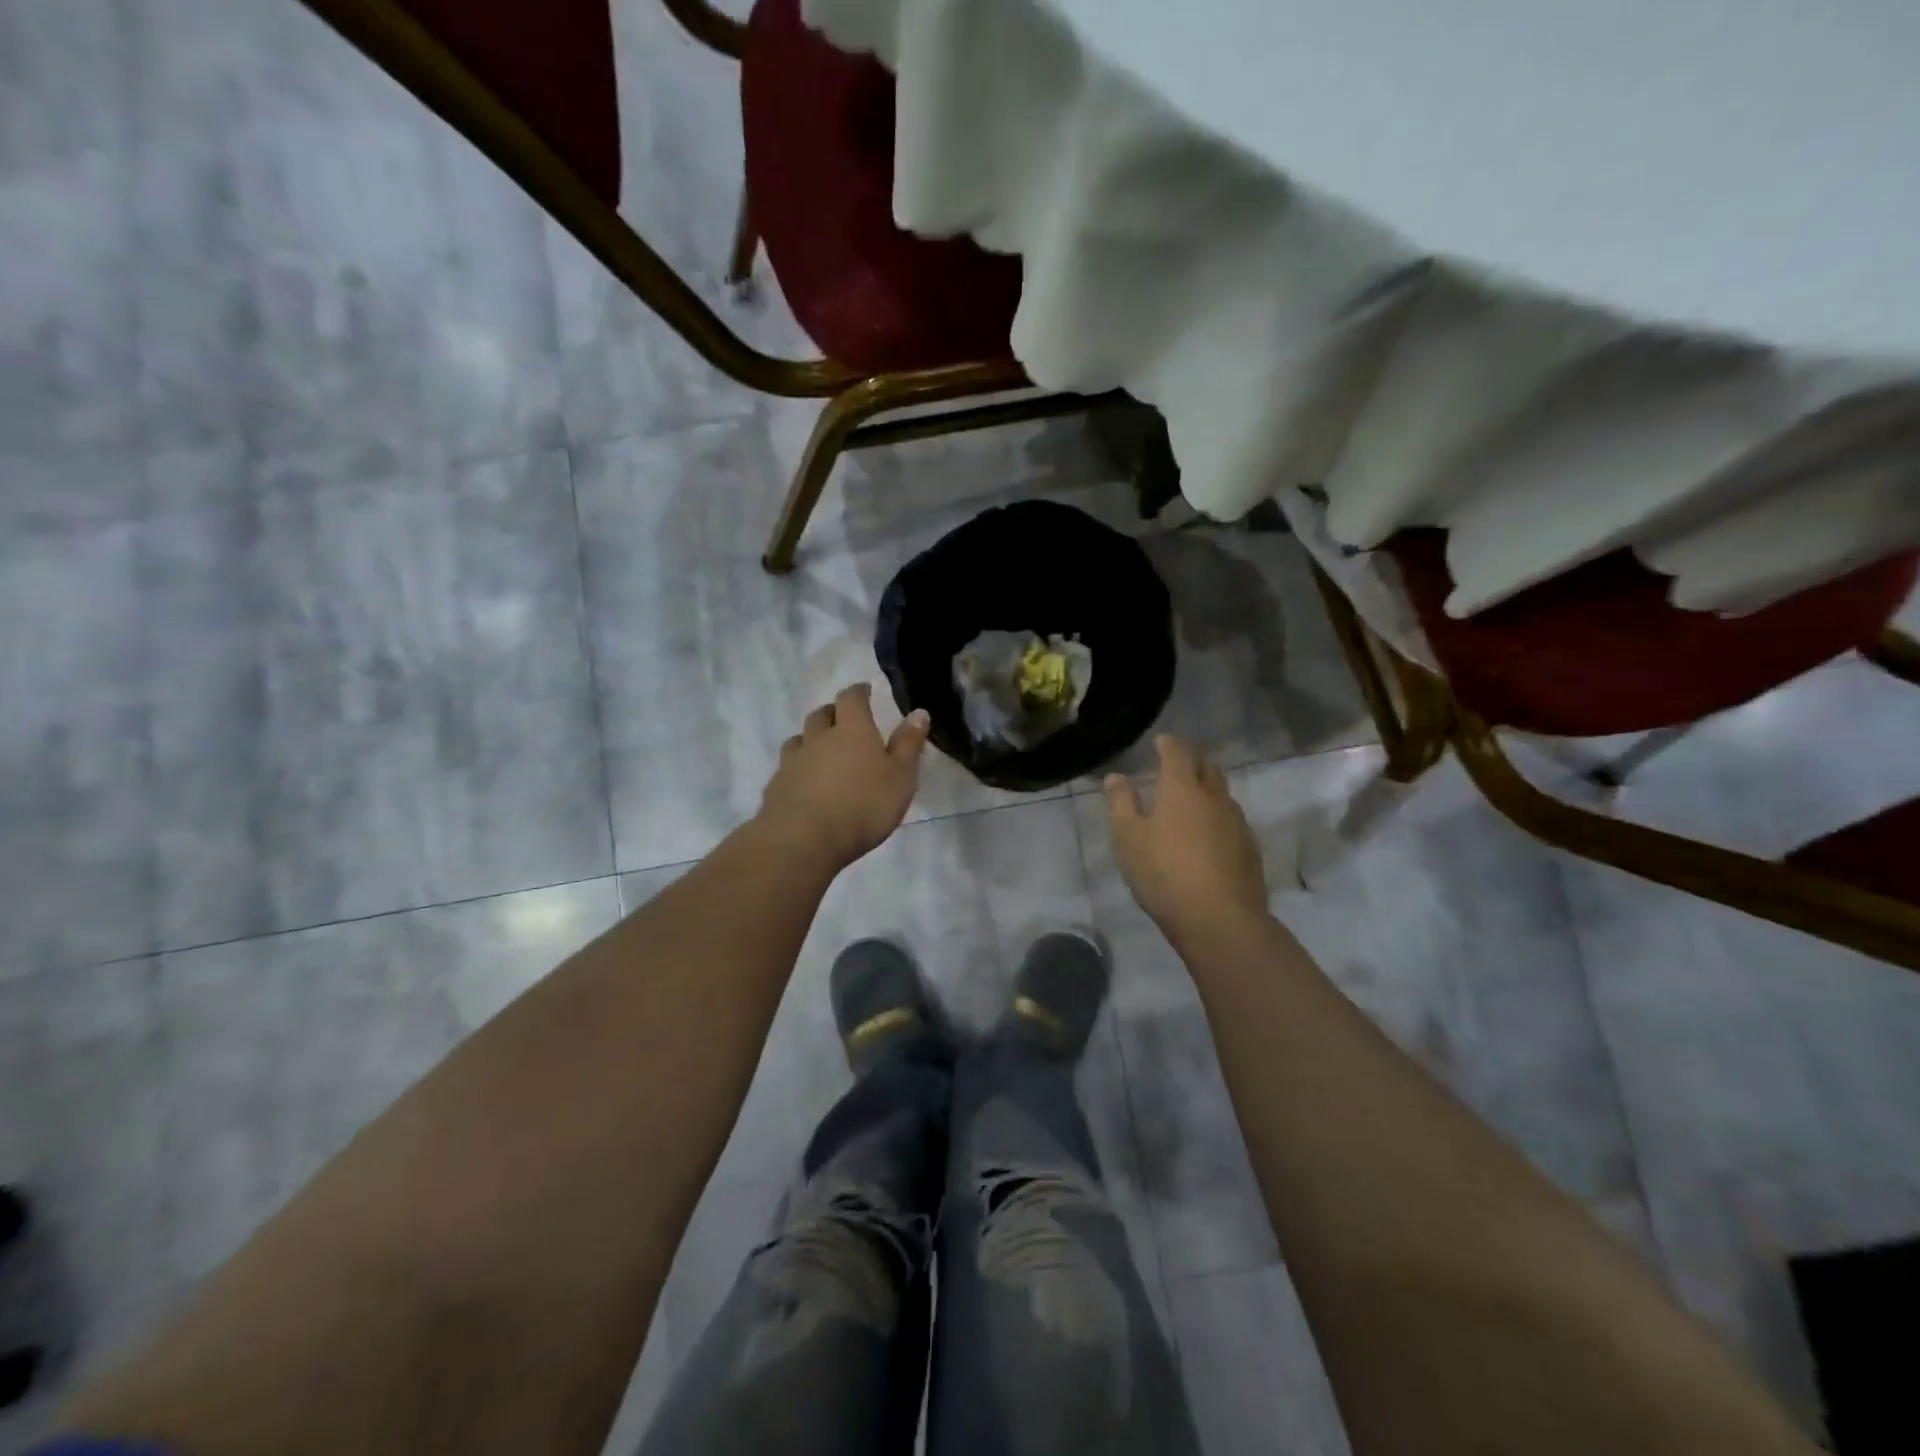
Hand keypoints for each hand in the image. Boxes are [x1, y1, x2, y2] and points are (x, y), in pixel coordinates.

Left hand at [759, 683, 930, 869]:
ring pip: (799, 739)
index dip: (858, 692)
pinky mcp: (776, 787)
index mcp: (852, 729)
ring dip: (810, 739)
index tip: (864, 691)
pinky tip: (804, 784)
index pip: (852, 698)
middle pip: (821, 715)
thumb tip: (918, 712)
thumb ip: (908, 744)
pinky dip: (797, 769)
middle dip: (833, 714)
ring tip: (821, 751)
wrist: (804, 838)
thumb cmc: (864, 805)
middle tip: (843, 722)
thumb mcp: (901, 777)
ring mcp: (793, 761)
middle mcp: (819, 738)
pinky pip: (787, 768)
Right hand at [1105, 736, 1269, 934]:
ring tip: (1192, 802)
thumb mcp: (1128, 838)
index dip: (1168, 744)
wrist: (1220, 919)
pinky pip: (1233, 821)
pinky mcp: (1250, 849)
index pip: (1177, 753)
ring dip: (1208, 790)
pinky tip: (1210, 836)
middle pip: (1207, 768)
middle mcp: (1214, 797)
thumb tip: (1116, 776)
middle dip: (1192, 762)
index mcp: (1182, 789)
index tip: (1161, 742)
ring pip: (1223, 795)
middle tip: (1177, 767)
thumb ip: (1122, 803)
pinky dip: (1219, 818)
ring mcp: (1238, 823)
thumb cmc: (1163, 873)